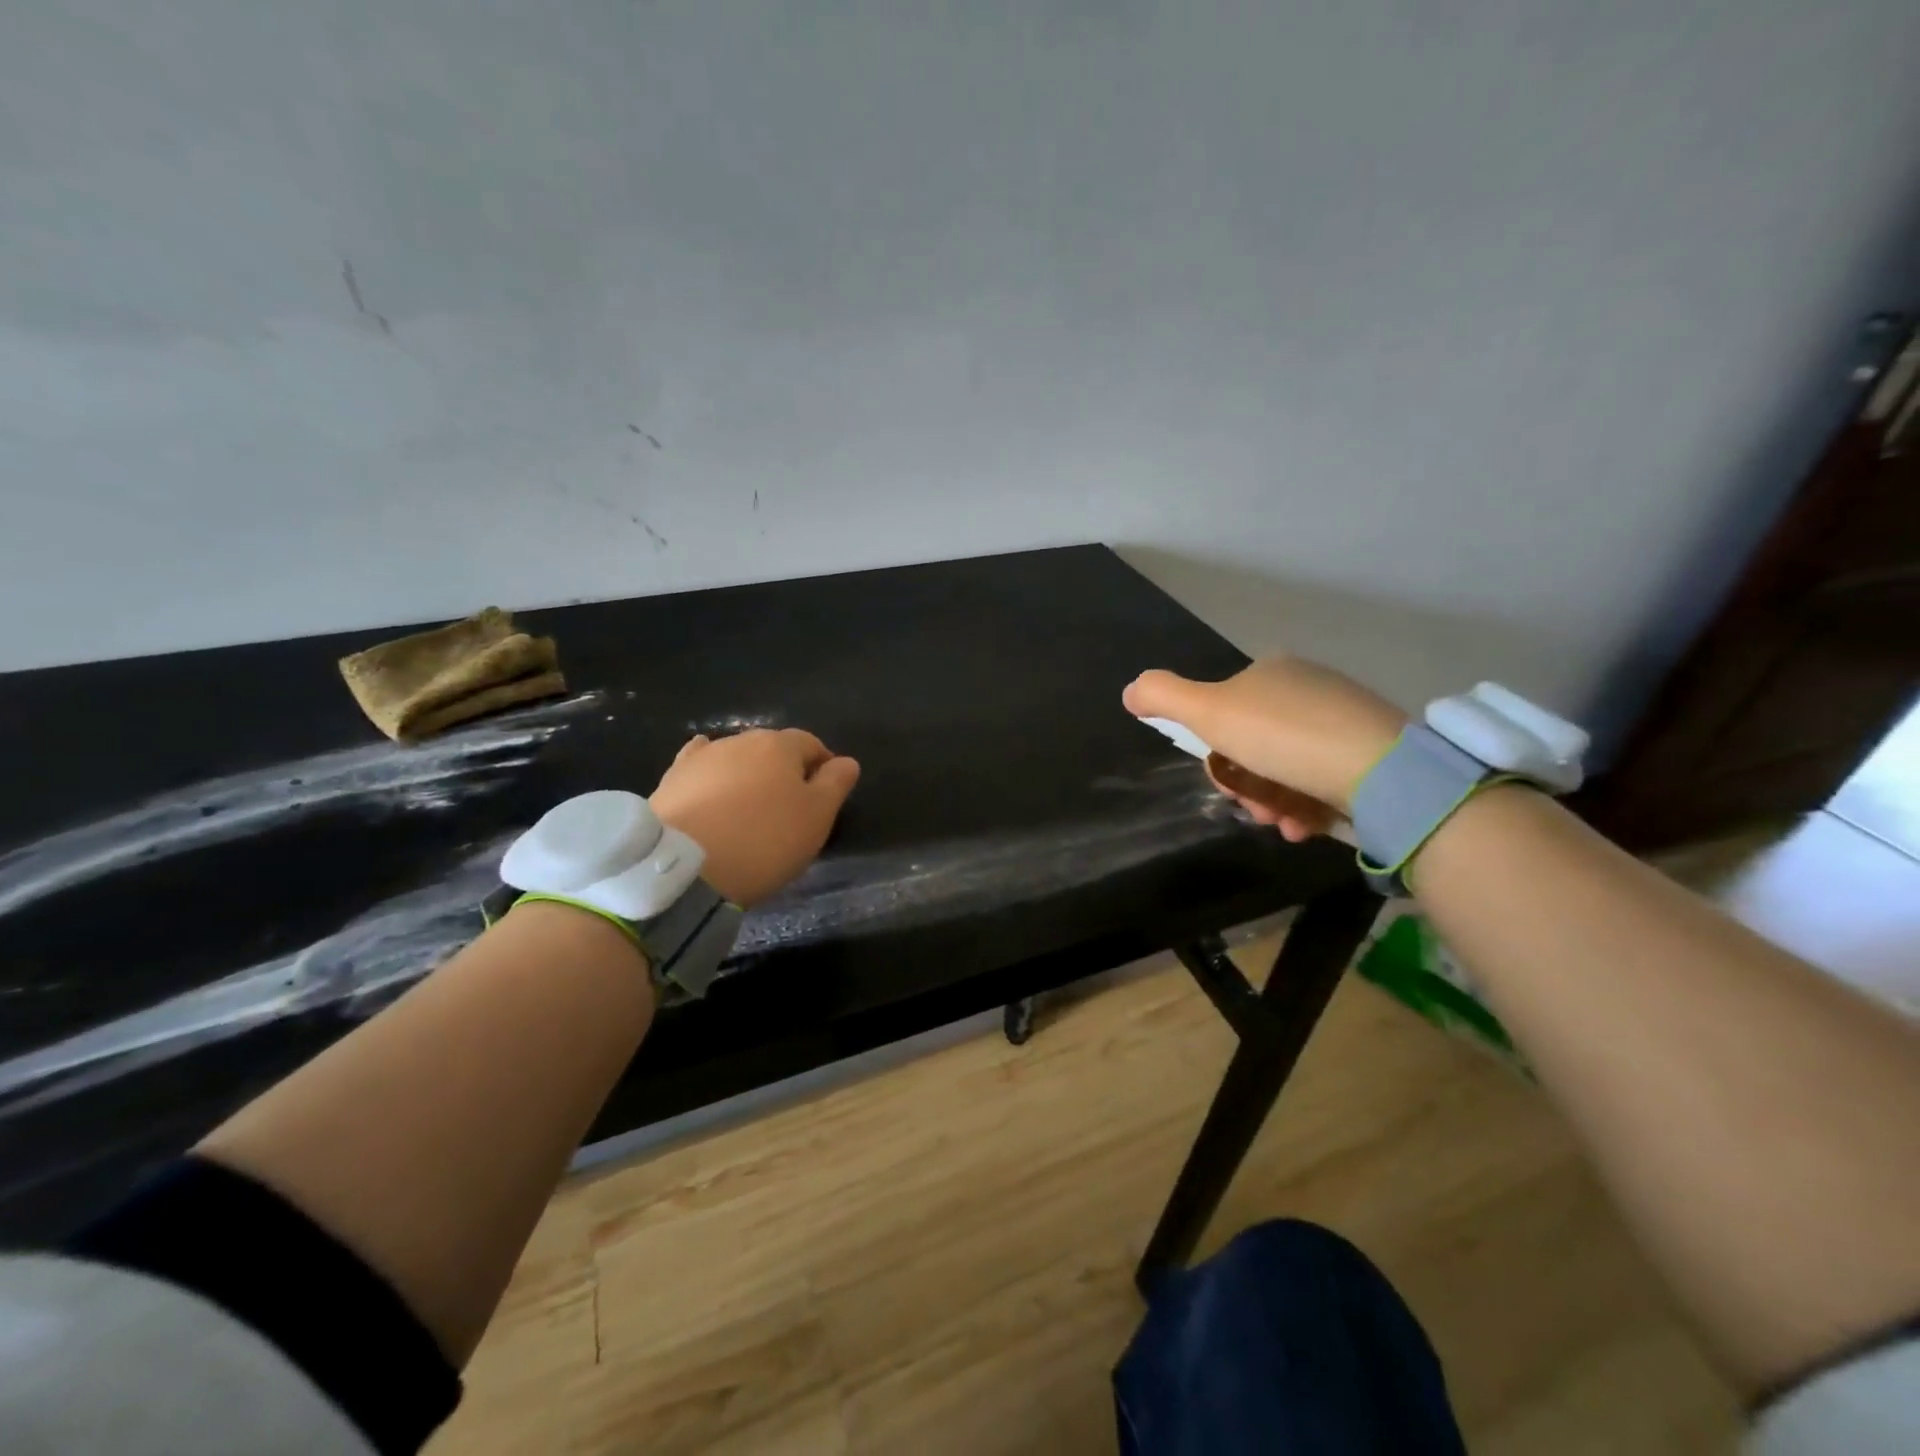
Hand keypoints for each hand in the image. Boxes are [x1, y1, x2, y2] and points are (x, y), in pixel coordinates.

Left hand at [649, 729, 860, 906]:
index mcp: (780, 745)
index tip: (826, 796)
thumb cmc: (764, 840)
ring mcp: (702, 758)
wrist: (684, 866)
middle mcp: (740, 740)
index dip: (823, 767)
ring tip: (748, 809)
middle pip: (772, 749)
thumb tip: (846, 761)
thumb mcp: (816, 817)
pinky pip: (700, 769)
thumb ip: (835, 784)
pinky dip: (711, 776)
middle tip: (788, 807)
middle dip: (784, 770)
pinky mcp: (671, 779)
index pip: (811, 744)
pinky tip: (708, 783)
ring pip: (736, 759)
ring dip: (747, 776)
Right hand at [1123, 657, 1405, 841]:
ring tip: (1284, 823)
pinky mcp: (1374, 751)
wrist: (1382, 769)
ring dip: (1273, 801)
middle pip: (1253, 744)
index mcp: (1271, 671)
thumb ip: (1164, 697)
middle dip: (1245, 784)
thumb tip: (1129, 691)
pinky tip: (1307, 825)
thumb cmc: (1283, 737)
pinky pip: (1323, 779)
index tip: (1223, 781)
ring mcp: (1344, 718)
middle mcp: (1308, 687)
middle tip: (1255, 809)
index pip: (1223, 712)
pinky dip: (1307, 805)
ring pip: (1286, 767)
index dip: (1215, 752)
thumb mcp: (1209, 713)